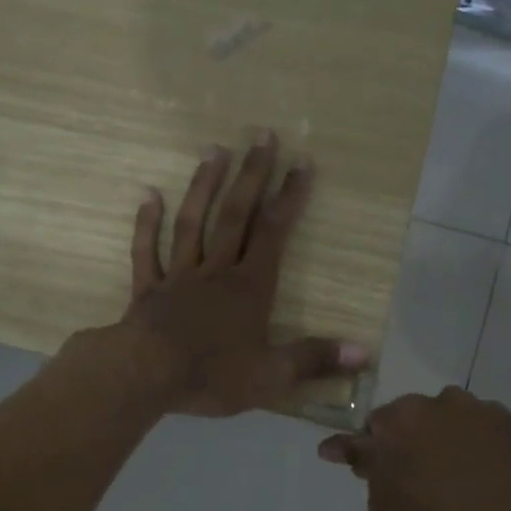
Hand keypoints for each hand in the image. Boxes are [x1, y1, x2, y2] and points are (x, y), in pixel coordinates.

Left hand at [115, 133, 369, 416]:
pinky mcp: (147, 289)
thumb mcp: (272, 375)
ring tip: (214, 150)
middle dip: (252, 175)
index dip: (290, 197)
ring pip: (192, 222)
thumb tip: (365, 353)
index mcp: (249, 287)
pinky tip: (148, 195)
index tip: (302, 162)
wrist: (146, 376)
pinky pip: (146, 251)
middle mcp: (216, 270)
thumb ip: (315, 359)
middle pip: (236, 215)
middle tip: (262, 135)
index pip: (274, 233)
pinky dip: (147, 224)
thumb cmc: (212, 375)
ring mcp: (179, 276)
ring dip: (203, 186)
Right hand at [317, 387, 510, 510]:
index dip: (372, 450)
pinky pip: (492, 430)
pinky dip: (487, 448)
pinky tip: (494, 480)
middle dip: (412, 440)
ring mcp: (488, 412)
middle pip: (415, 416)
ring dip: (450, 439)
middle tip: (421, 480)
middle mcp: (443, 403)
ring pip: (455, 418)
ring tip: (463, 481)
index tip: (372, 469)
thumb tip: (340, 446)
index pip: (373, 426)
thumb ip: (367, 470)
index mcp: (401, 423)